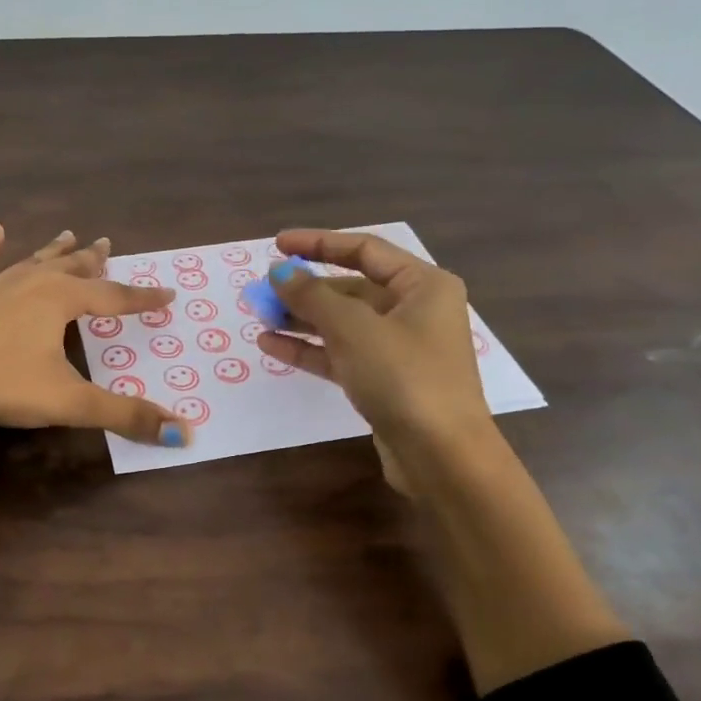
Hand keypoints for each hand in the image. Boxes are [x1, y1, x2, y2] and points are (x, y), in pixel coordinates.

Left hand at [0, 224, 190, 500]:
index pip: (113, 297)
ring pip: (32, 261)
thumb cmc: (1, 384)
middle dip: (94, 260)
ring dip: (54, 250)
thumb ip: (125, 416)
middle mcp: (31, 284)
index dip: (143, 298)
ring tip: (70, 234)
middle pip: (72, 268)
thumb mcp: (70, 402)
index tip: (168, 293)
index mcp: (60, 301)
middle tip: (108, 245)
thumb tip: (183, 434)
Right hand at [256, 229, 496, 492]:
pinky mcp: (384, 381)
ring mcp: (399, 348)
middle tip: (262, 290)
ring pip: (342, 323)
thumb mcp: (353, 328)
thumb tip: (278, 271)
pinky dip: (309, 348)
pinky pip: (341, 354)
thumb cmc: (404, 377)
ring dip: (301, 319)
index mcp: (423, 285)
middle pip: (351, 287)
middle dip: (305, 288)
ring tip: (260, 316)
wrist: (441, 456)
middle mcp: (414, 310)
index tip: (277, 244)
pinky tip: (271, 345)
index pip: (364, 250)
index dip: (318, 243)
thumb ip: (311, 295)